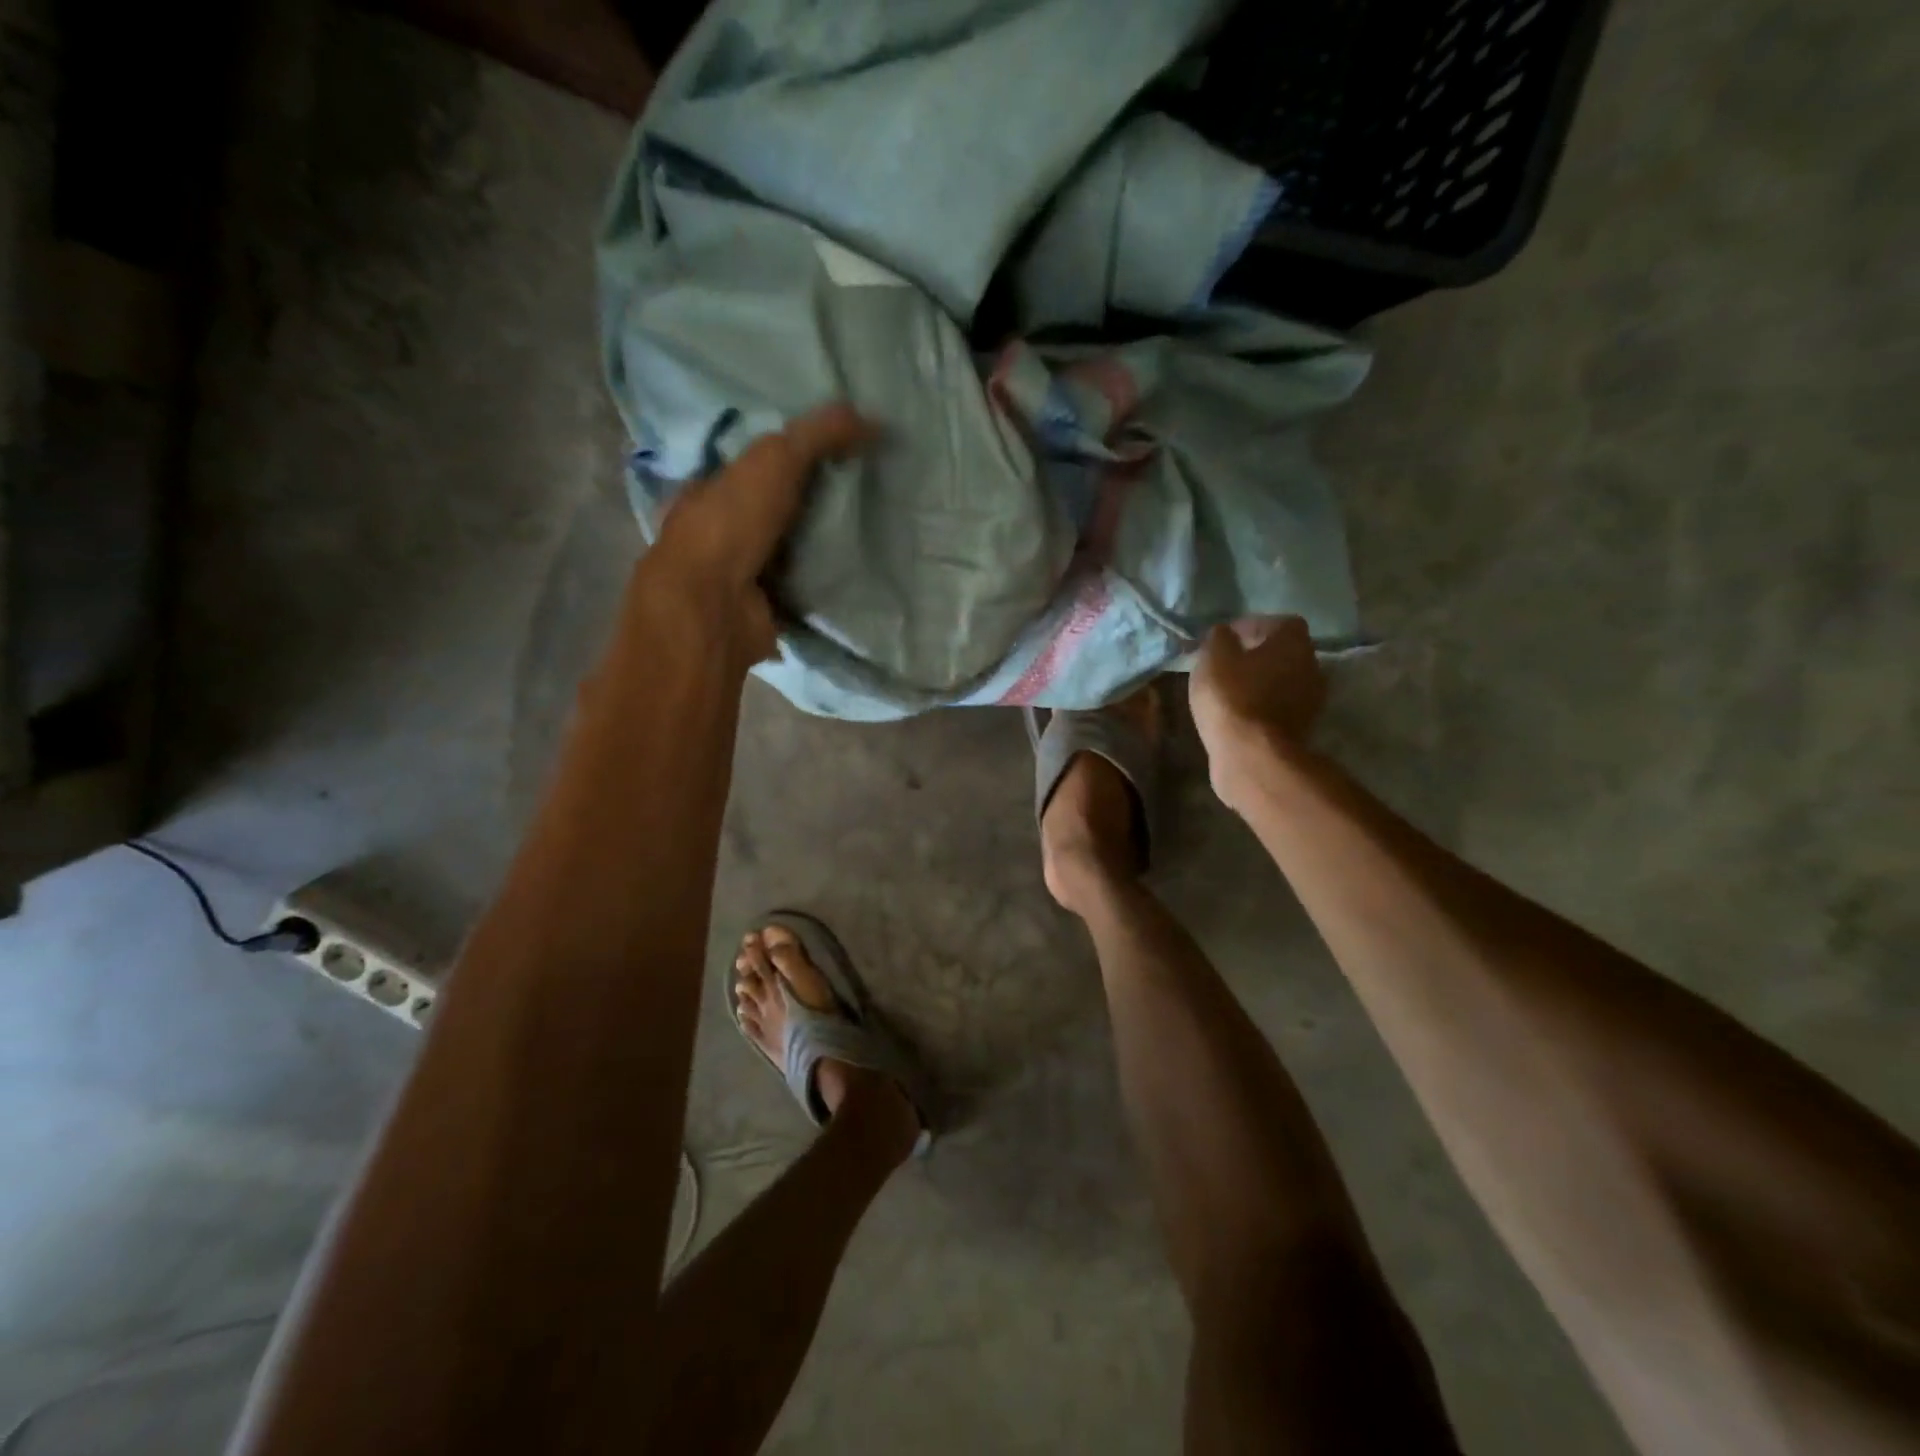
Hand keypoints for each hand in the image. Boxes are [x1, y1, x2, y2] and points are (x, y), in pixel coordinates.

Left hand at [634, 403, 875, 661]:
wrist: (716, 607)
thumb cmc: (731, 523)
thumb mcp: (776, 460)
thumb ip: (818, 434)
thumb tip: (872, 420)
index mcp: (707, 491)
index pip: (752, 467)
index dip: (790, 458)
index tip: (835, 455)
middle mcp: (719, 534)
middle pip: (775, 512)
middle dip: (811, 505)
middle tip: (862, 496)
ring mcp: (741, 577)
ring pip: (790, 553)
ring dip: (821, 548)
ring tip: (870, 533)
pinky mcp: (765, 611)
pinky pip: (803, 591)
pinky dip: (826, 585)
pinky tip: (858, 574)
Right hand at [1190, 617, 1326, 807]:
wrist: (1251, 755)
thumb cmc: (1231, 697)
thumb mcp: (1212, 658)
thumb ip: (1219, 638)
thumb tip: (1224, 632)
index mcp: (1294, 641)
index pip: (1278, 623)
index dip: (1251, 627)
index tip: (1226, 639)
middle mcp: (1311, 665)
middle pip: (1284, 652)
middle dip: (1258, 655)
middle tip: (1228, 663)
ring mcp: (1310, 699)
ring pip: (1283, 680)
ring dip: (1261, 682)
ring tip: (1230, 690)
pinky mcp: (1301, 728)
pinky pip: (1279, 706)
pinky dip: (1262, 706)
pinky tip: (1239, 713)